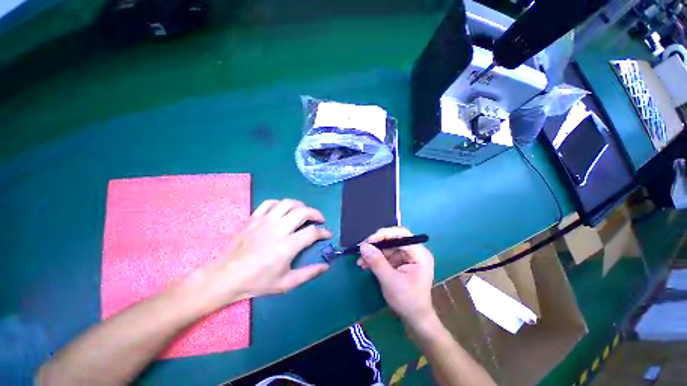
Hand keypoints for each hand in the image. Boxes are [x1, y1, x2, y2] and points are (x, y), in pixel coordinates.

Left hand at [187, 199, 330, 310]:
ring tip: (304, 212)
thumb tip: (326, 266)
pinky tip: (283, 209)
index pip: (312, 232)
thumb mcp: (286, 283)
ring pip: (288, 203)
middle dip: (316, 214)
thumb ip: (309, 273)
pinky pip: (270, 203)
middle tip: (319, 220)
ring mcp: (265, 221)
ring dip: (301, 205)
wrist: (227, 276)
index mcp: (287, 246)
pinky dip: (280, 203)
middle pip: (303, 212)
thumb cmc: (257, 282)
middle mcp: (278, 229)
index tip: (327, 234)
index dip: (323, 232)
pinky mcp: (254, 217)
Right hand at [357, 227, 435, 325]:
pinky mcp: (402, 262)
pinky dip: (376, 259)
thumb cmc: (407, 301)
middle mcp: (415, 251)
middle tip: (361, 250)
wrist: (415, 319)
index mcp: (419, 253)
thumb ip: (376, 261)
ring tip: (360, 261)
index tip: (368, 241)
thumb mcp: (390, 281)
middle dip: (376, 245)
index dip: (383, 234)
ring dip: (374, 253)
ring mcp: (408, 257)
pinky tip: (366, 264)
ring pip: (388, 247)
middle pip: (393, 240)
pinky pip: (387, 255)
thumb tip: (363, 246)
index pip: (401, 234)